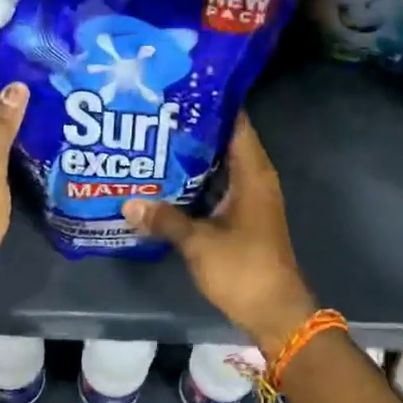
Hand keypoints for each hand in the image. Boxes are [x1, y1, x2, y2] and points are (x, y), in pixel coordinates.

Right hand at [121, 114, 317, 356]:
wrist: (274, 313)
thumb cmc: (244, 270)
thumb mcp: (199, 243)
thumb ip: (164, 219)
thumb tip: (128, 203)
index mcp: (253, 174)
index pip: (236, 123)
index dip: (210, 104)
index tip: (177, 90)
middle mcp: (254, 180)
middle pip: (223, 142)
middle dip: (191, 129)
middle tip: (153, 115)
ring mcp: (248, 200)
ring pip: (217, 167)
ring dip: (190, 158)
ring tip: (152, 141)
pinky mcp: (240, 218)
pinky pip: (215, 188)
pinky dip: (193, 182)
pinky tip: (163, 181)